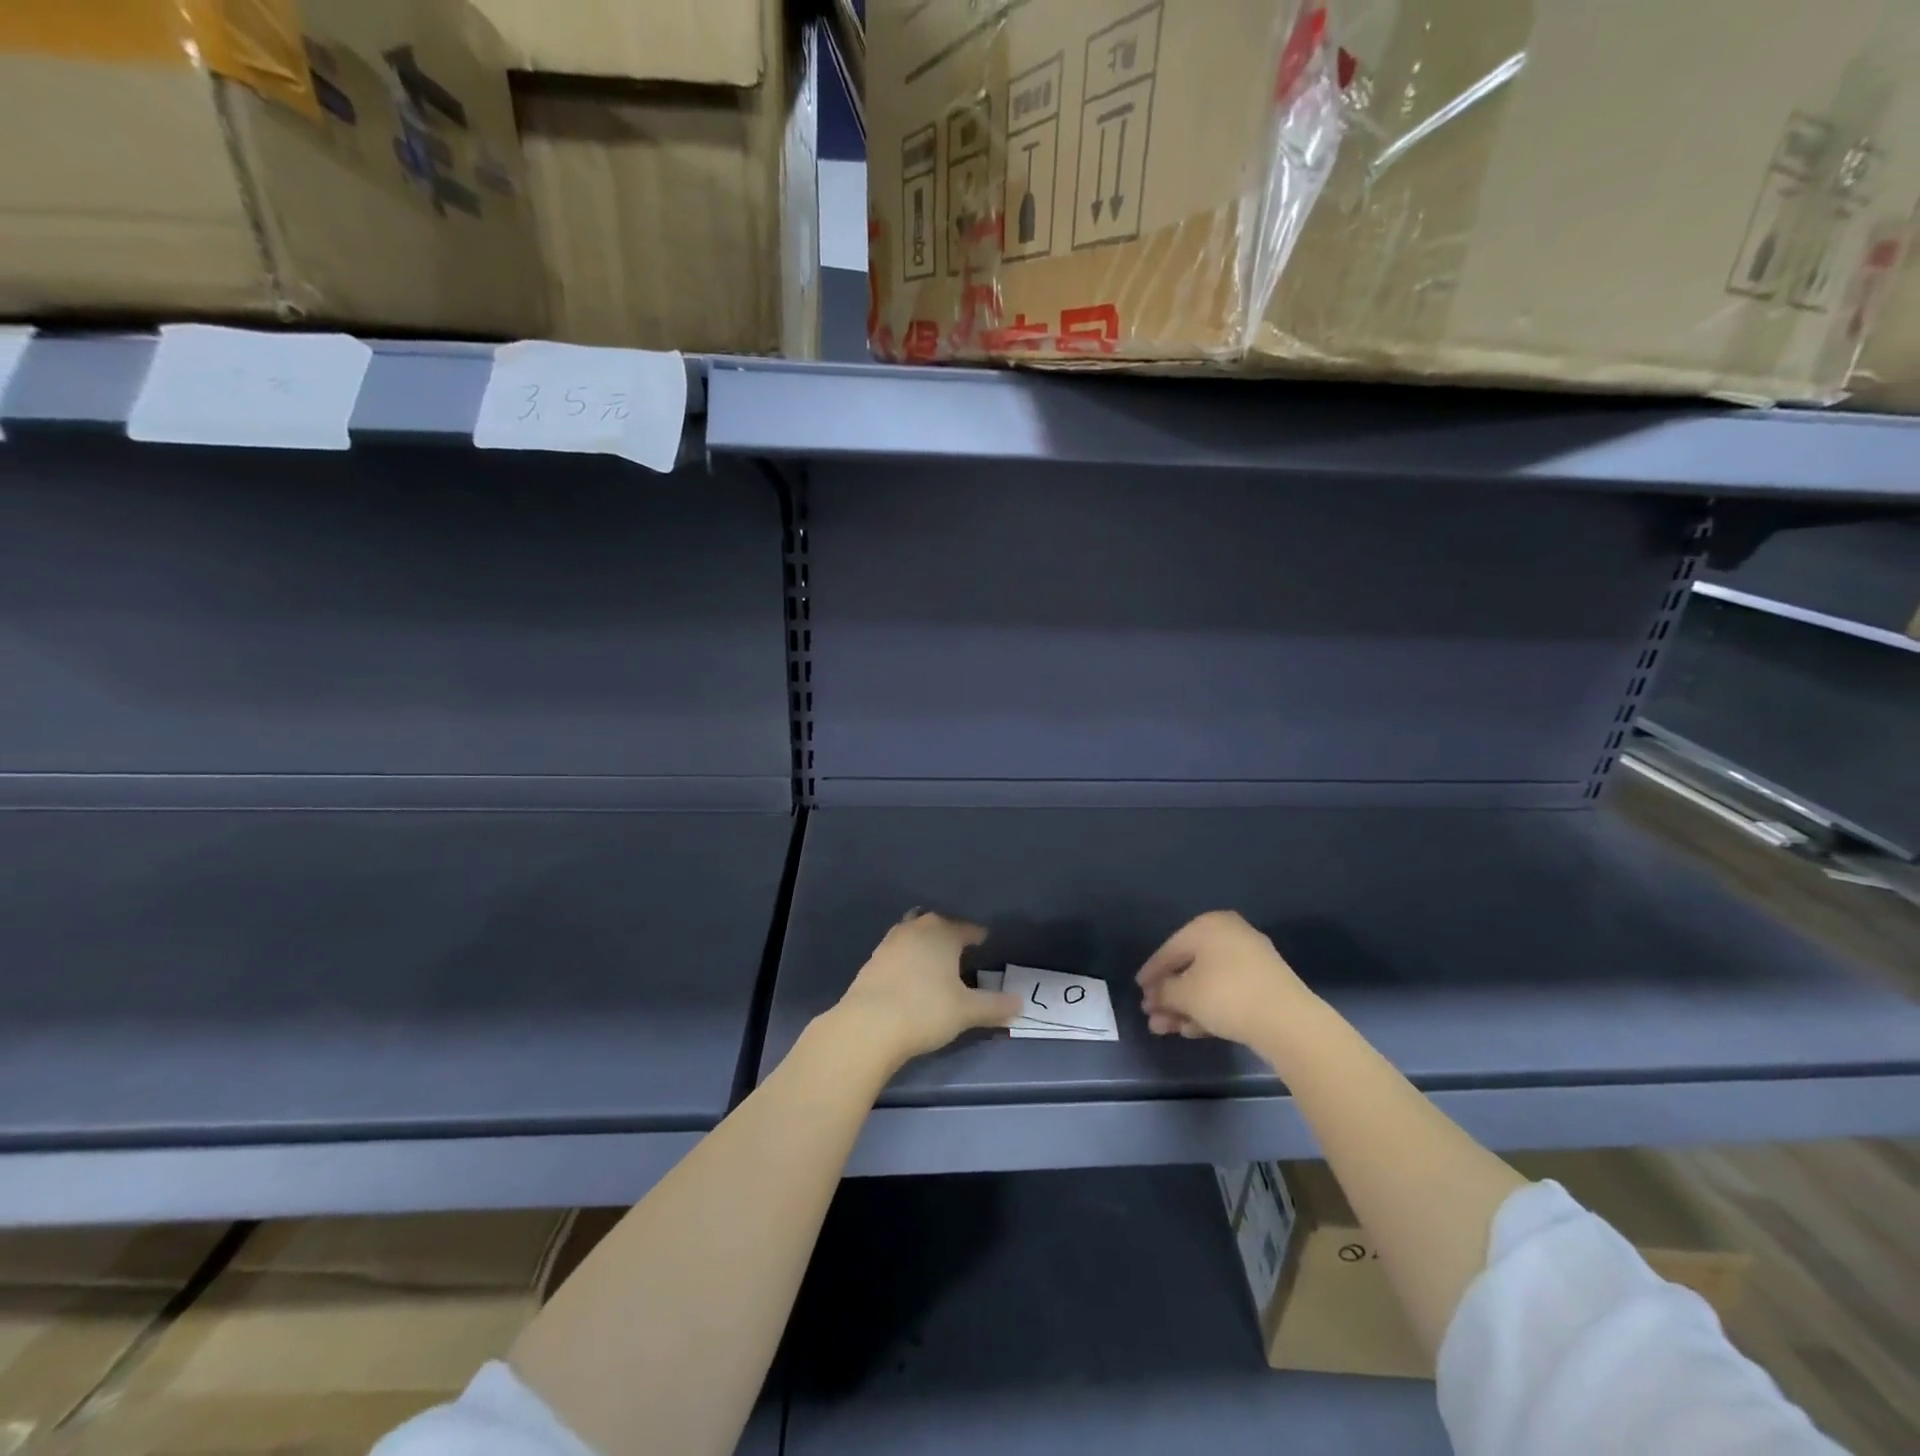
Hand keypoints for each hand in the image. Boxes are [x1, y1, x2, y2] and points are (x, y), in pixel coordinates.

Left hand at [833, 911, 1020, 1064]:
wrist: (868, 1025)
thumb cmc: (926, 1010)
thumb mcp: (967, 1011)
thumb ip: (995, 1006)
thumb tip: (1020, 1004)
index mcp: (942, 932)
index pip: (966, 928)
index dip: (978, 935)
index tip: (985, 940)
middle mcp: (915, 928)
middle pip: (937, 925)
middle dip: (949, 934)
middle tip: (961, 950)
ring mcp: (889, 943)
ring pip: (913, 935)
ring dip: (925, 945)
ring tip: (935, 962)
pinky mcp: (871, 961)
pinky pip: (897, 953)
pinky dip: (907, 960)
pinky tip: (911, 978)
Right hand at [1137, 910, 1314, 1047]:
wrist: (1288, 1021)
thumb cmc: (1226, 995)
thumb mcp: (1184, 994)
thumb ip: (1163, 992)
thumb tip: (1153, 996)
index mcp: (1208, 925)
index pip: (1170, 949)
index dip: (1151, 972)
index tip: (1139, 990)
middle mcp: (1230, 935)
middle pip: (1189, 968)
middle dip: (1169, 995)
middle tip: (1152, 1016)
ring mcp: (1251, 960)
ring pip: (1208, 984)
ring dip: (1185, 1007)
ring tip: (1166, 1030)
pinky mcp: (1265, 985)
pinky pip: (1227, 993)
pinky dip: (1208, 1009)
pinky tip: (1192, 1030)